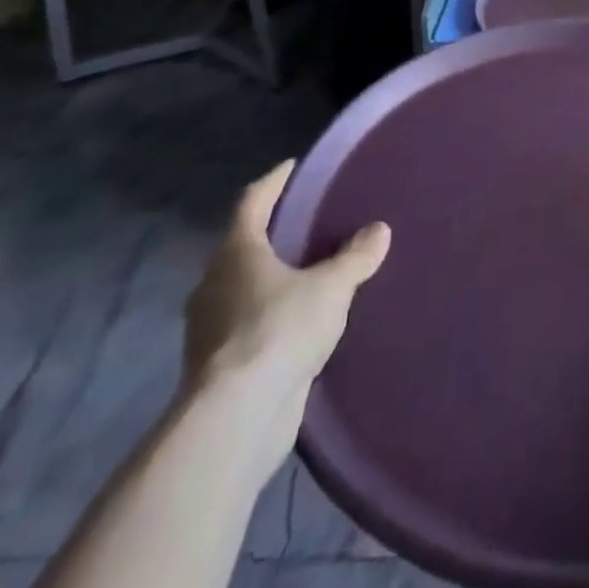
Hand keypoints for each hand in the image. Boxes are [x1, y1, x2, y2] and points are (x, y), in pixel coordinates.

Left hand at [184, 161, 388, 448]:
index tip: (293, 167)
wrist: (235, 420)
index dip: (274, 182)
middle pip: (243, 246)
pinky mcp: (217, 368)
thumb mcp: (331, 287)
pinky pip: (247, 326)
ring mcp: (209, 329)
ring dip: (270, 280)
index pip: (252, 201)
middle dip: (273, 234)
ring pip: (242, 289)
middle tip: (308, 223)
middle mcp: (214, 284)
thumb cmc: (279, 330)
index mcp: (236, 252)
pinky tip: (298, 325)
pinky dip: (269, 318)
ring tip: (308, 275)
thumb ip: (356, 257)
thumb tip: (379, 230)